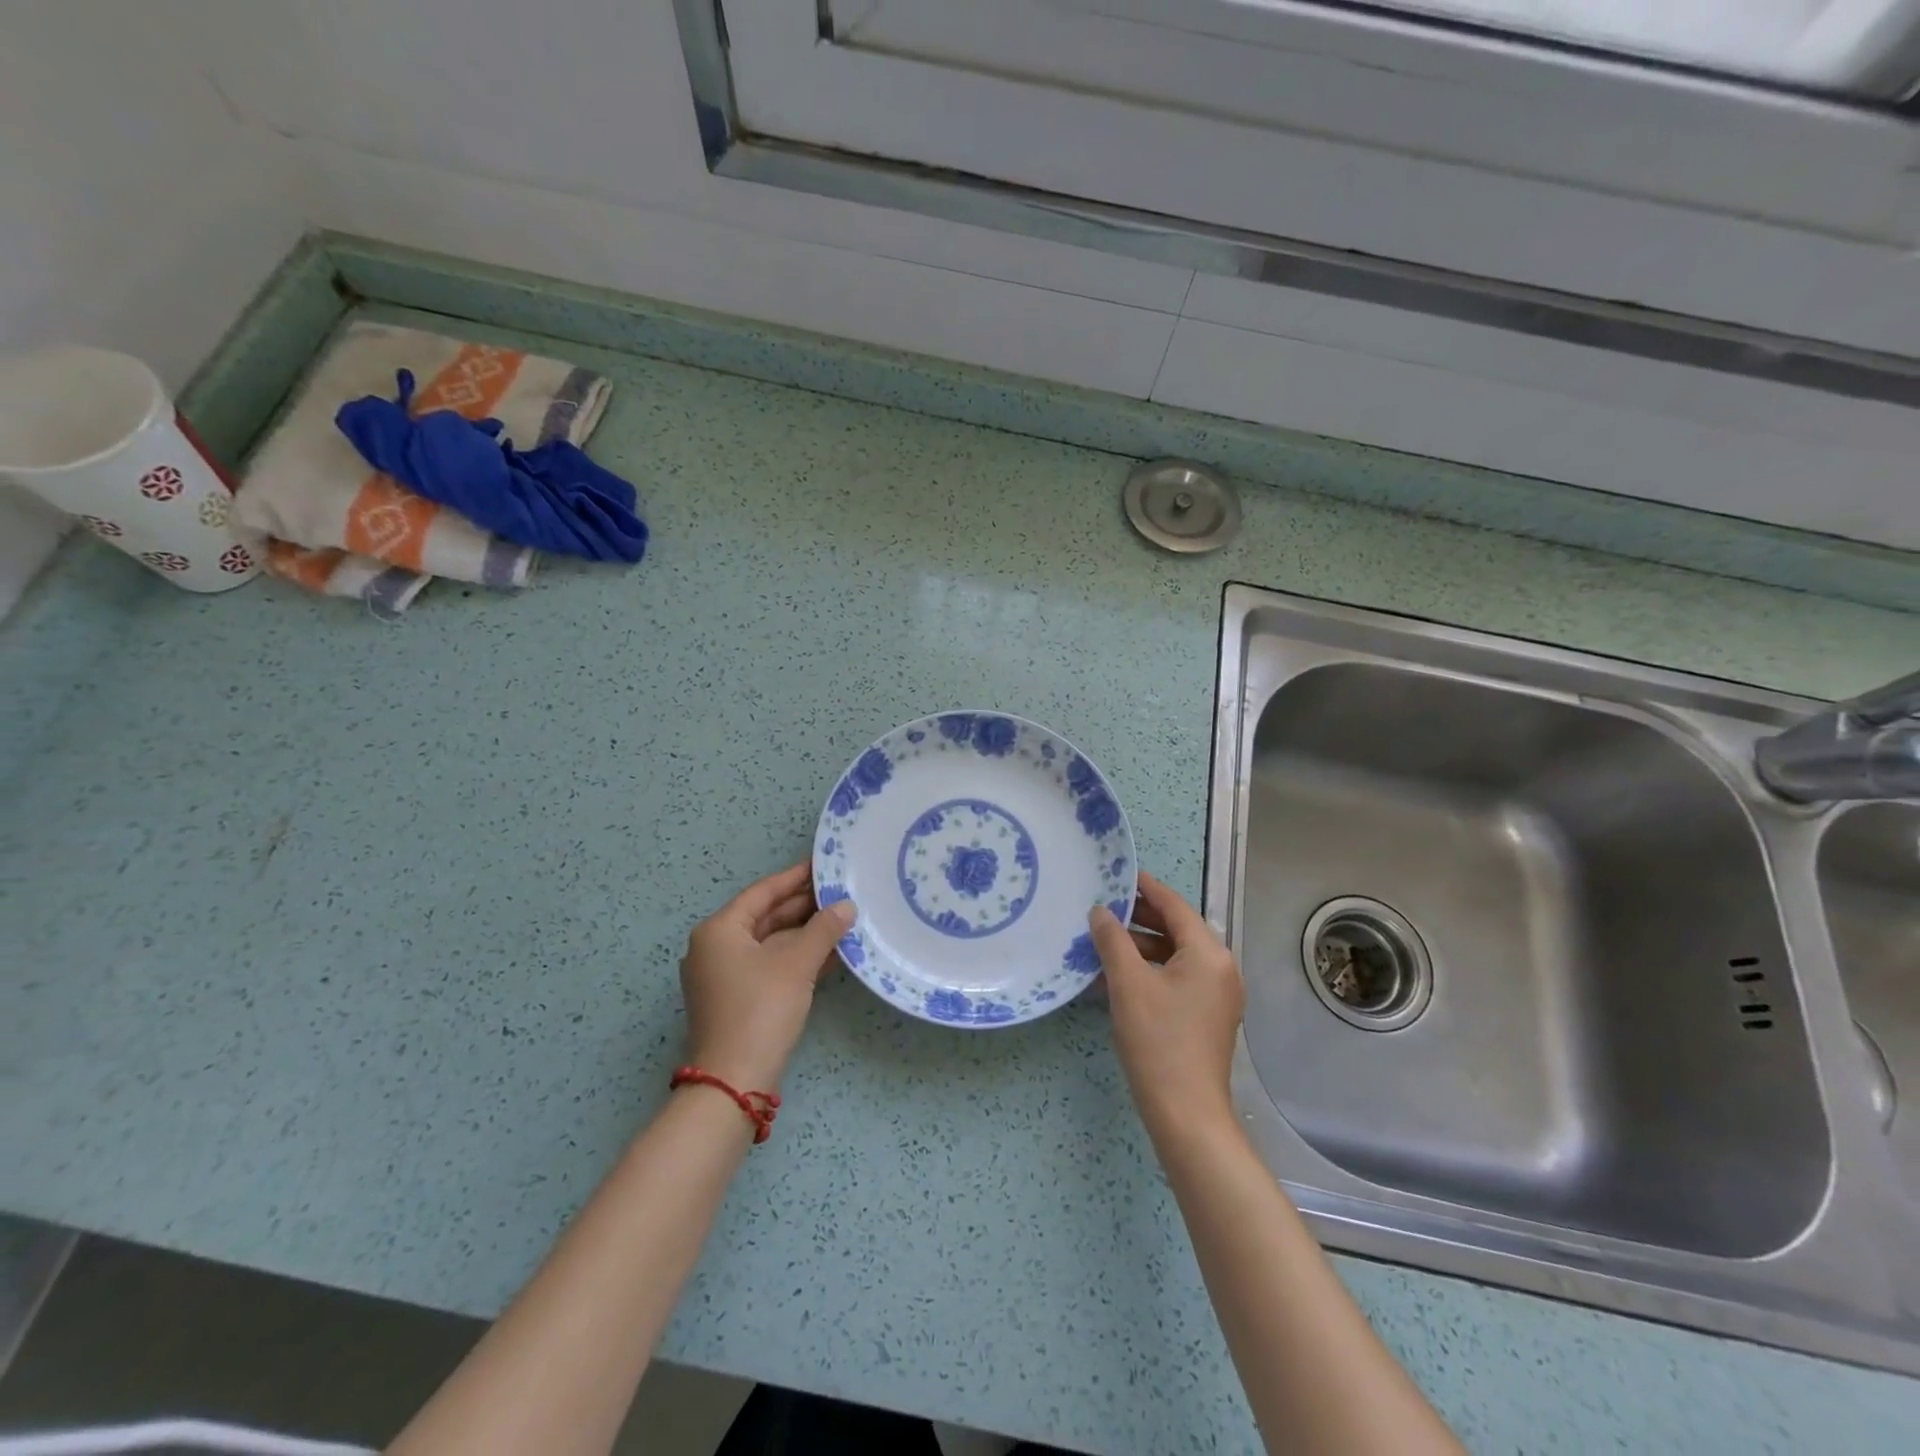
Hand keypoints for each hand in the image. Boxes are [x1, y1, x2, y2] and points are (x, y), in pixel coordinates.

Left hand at [679, 862, 855, 1093]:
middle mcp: (716, 947)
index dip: (795, 877)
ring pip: (771, 943)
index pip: (763, 892)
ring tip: (843, 919)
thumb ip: (823, 929)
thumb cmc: (761, 1009)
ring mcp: (725, 975)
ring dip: (805, 933)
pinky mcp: (737, 999)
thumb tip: (847, 906)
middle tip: (841, 892)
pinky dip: (797, 957)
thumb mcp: (797, 963)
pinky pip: (770, 965)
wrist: (734, 1081)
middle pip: (766, 916)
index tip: (823, 865)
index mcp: (720, 930)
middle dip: (804, 907)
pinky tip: (831, 953)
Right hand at [1088, 871, 1244, 1137]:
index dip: (1147, 888)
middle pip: (1178, 930)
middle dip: (1140, 919)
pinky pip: (1177, 979)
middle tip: (1104, 909)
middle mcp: (1220, 969)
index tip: (1121, 874)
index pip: (1175, 907)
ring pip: (1175, 956)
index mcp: (1209, 954)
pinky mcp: (1207, 1016)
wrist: (1186, 1113)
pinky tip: (1116, 977)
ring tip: (1103, 943)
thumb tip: (1100, 911)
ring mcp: (1217, 995)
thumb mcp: (1128, 984)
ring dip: (1141, 947)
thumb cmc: (1158, 1040)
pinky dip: (1150, 971)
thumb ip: (1112, 940)